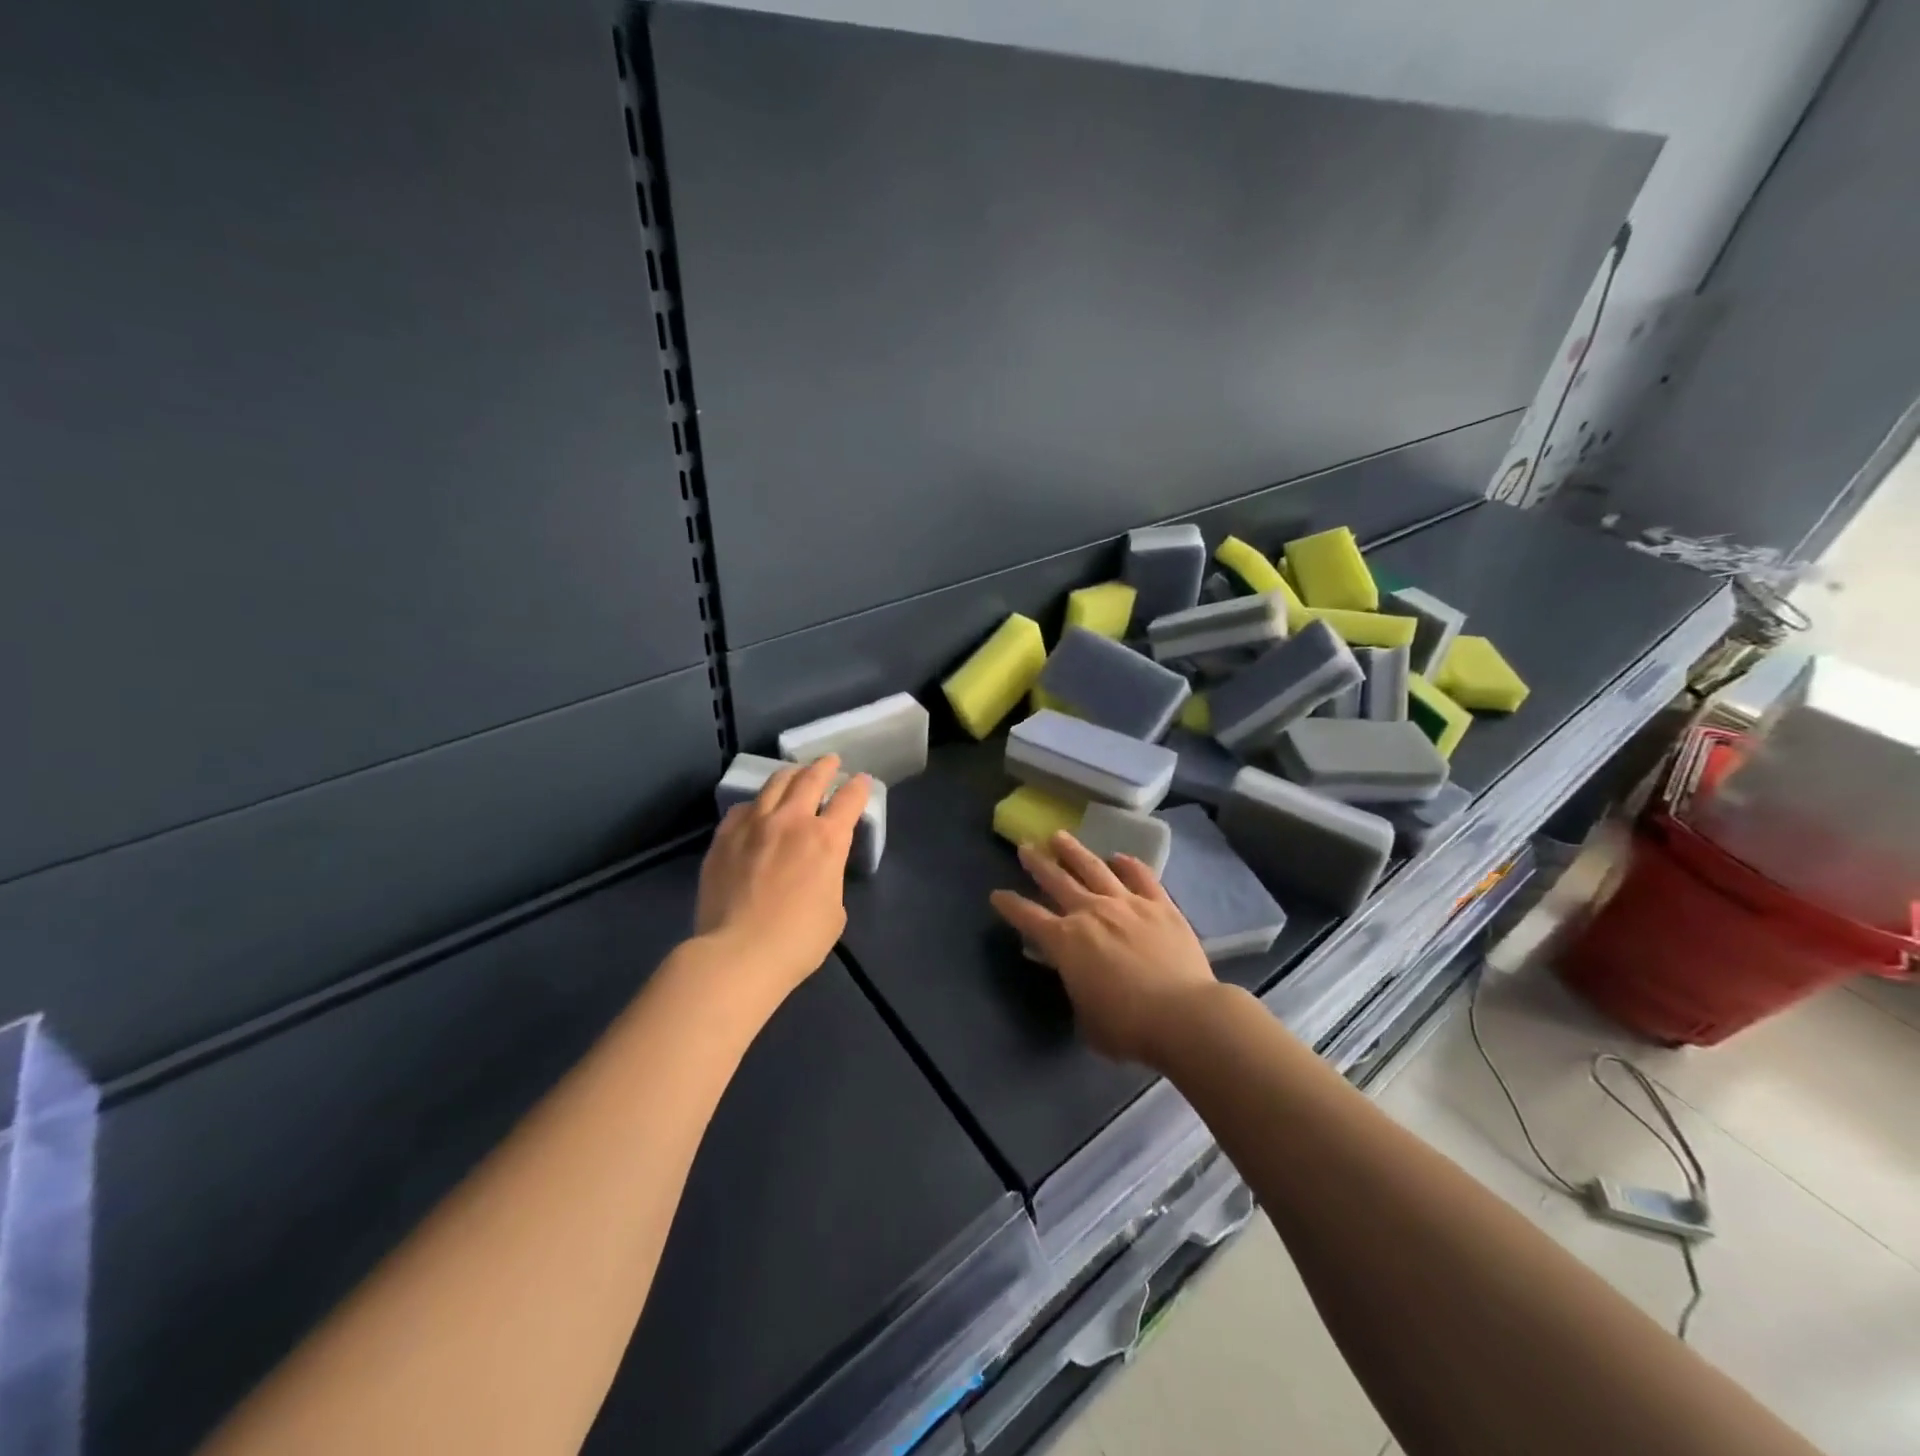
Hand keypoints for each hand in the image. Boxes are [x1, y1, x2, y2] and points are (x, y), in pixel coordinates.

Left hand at [696, 756, 870, 1003]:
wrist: (737, 954)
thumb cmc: (797, 941)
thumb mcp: (834, 911)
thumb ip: (829, 878)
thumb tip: (817, 871)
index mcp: (827, 839)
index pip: (850, 800)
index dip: (859, 787)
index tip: (862, 781)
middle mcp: (792, 821)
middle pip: (811, 779)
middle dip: (825, 766)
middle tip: (830, 761)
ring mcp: (754, 825)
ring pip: (774, 784)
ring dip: (790, 774)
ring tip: (795, 773)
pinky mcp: (724, 838)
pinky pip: (743, 808)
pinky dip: (757, 803)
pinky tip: (756, 809)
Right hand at [990, 831, 1218, 1066]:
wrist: (1183, 1015)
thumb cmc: (1128, 1027)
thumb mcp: (1086, 1019)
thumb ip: (1078, 992)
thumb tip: (1082, 981)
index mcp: (1065, 942)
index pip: (1028, 917)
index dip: (1010, 906)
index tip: (997, 894)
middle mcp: (1091, 913)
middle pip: (1057, 880)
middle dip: (1038, 863)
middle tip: (1025, 846)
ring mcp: (1127, 904)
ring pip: (1094, 868)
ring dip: (1074, 851)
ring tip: (1060, 836)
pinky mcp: (1160, 905)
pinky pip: (1141, 876)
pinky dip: (1128, 865)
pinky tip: (1120, 857)